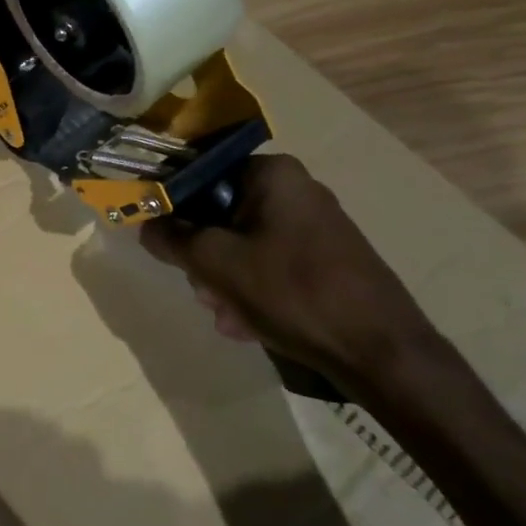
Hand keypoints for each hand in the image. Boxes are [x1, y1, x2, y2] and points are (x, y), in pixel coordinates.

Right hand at [140, 153, 443, 382]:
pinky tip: (249, 324)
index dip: (176, 209)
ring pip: (242, 245)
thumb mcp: (216, 264)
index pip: (203, 176)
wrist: (380, 350)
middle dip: (204, 257)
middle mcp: (295, 189)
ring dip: (224, 281)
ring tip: (228, 317)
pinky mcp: (324, 258)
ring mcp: (313, 225)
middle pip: (221, 214)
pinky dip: (252, 290)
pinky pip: (268, 264)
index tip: (166, 244)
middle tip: (204, 291)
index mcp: (272, 174)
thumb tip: (145, 223)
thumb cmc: (292, 292)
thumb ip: (172, 238)